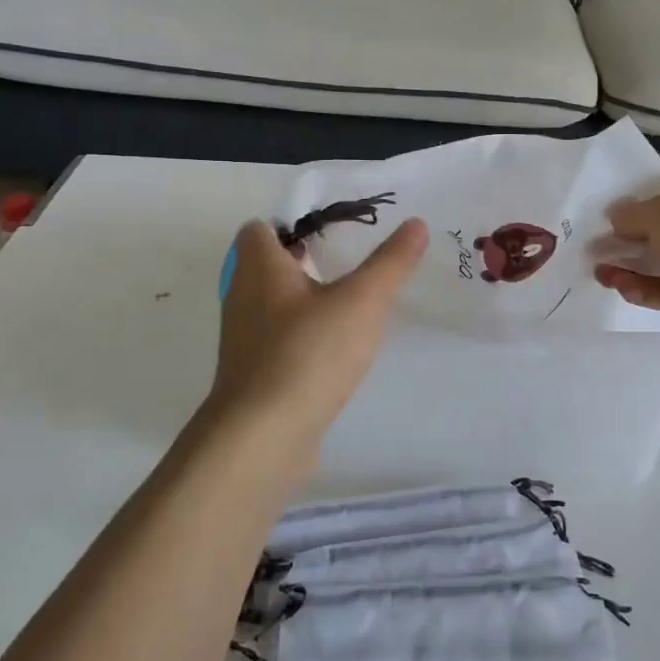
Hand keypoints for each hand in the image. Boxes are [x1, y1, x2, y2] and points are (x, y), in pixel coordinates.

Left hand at [206, 217, 428, 444]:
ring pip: (275, 304)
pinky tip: (338, 350)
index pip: (260, 228)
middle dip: (306, 260)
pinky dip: (304, 336)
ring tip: (353, 303)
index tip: (334, 233)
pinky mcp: (254, 374)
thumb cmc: (308, 353)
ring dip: (307, 300)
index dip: (292, 224)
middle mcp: (243, 296)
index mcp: (258, 267)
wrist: (262, 436)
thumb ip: (390, 263)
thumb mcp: (362, 301)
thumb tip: (416, 223)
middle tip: (352, 262)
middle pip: (269, 266)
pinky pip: (280, 340)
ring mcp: (245, 339)